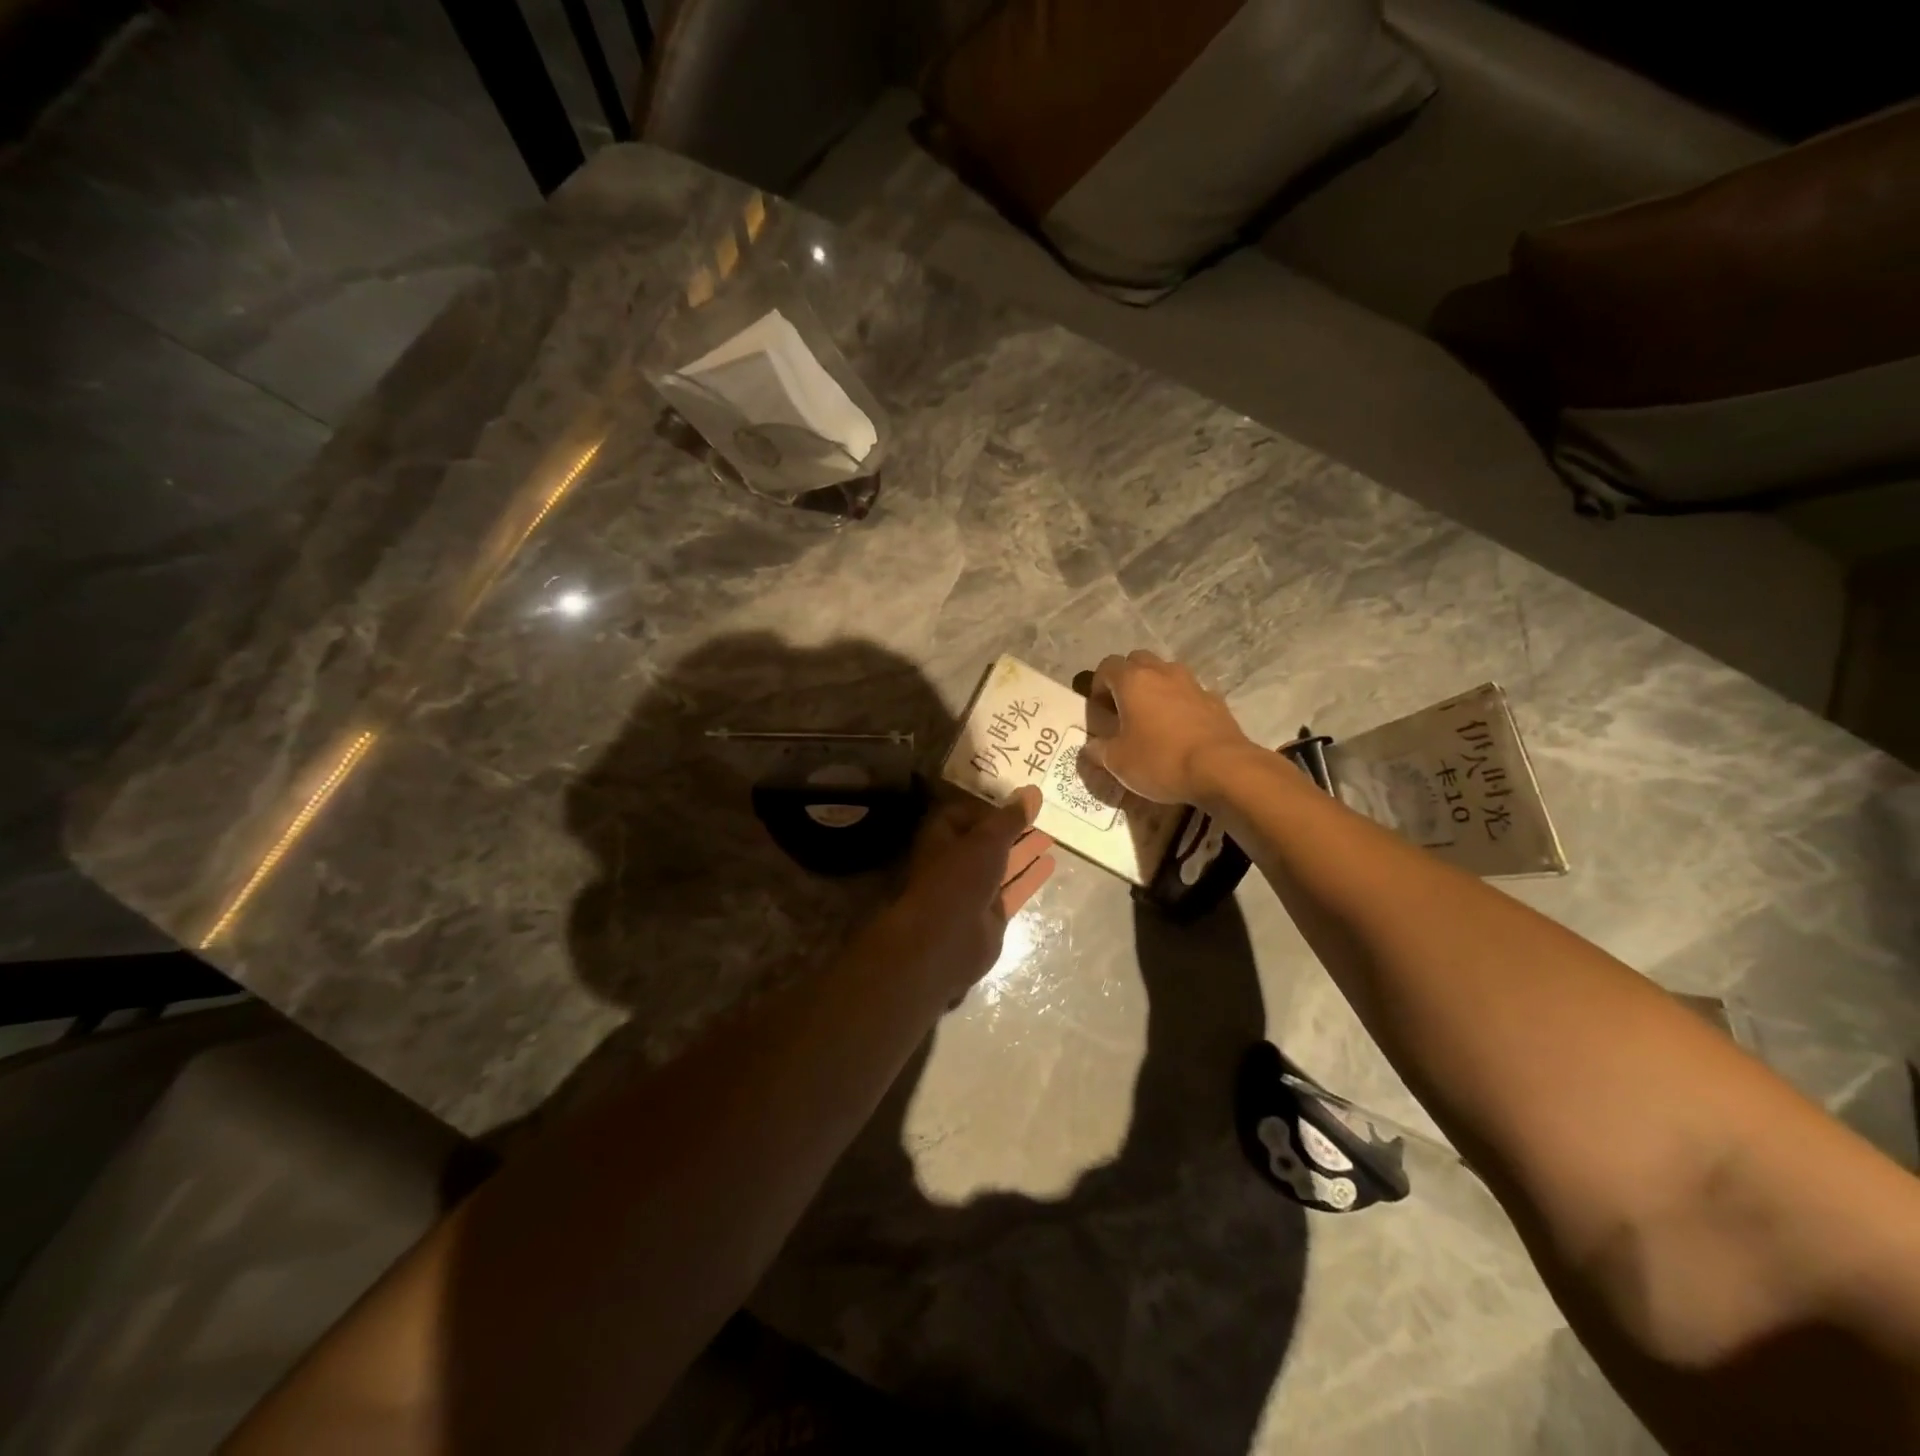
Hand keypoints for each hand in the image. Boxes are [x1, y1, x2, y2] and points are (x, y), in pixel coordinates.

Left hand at [862, 786, 1055, 1002]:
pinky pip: (1012, 890)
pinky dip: (1030, 877)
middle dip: (1012, 830)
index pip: (965, 814)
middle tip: (1042, 817)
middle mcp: (955, 861)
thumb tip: (1033, 791)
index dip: (990, 808)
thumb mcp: (987, 841)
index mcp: (942, 837)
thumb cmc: (959, 879)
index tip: (1017, 803)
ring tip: (1052, 837)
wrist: (945, 941)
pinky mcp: (990, 914)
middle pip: (987, 840)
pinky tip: (1051, 864)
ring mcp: (972, 890)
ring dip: (1024, 851)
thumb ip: (1011, 818)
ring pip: (1002, 865)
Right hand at [1083, 650, 1253, 804]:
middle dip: (1127, 679)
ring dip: (1155, 688)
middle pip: (1138, 660)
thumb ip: (1099, 750)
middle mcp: (1163, 673)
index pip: (1107, 666)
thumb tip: (1091, 746)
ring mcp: (1193, 684)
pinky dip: (1180, 704)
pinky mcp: (1215, 701)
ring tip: (1152, 717)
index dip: (1098, 685)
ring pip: (1166, 673)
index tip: (1099, 710)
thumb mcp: (1118, 762)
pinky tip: (1180, 730)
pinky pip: (1190, 693)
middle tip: (1123, 708)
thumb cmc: (1160, 760)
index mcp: (1133, 681)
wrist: (1222, 769)